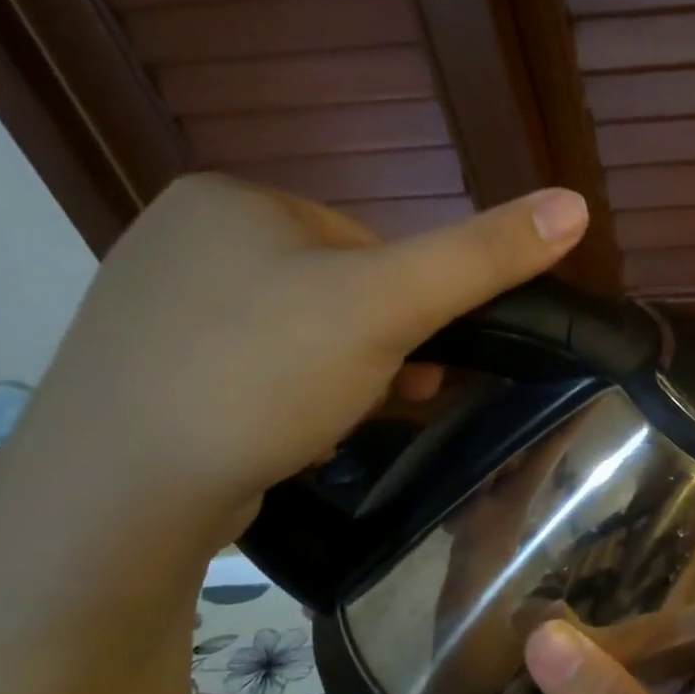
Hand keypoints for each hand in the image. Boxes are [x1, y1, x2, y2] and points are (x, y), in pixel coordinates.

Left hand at [0, 174, 587, 544]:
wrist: (119, 494)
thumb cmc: (262, 375)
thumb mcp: (389, 306)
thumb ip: (483, 256)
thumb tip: (575, 203)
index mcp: (234, 200)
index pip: (368, 242)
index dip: (409, 304)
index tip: (416, 357)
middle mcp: (183, 237)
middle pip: (335, 289)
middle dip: (377, 346)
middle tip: (386, 396)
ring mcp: (156, 306)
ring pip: (299, 333)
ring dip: (341, 375)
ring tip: (337, 422)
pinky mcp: (147, 370)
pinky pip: (253, 369)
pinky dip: (289, 398)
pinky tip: (289, 434)